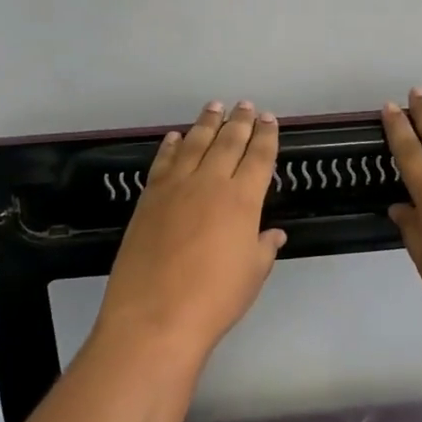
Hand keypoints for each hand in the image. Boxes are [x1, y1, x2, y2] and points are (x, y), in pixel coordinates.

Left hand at [95, 100, 285, 360]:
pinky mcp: (149, 198)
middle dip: (240, 121)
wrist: (155, 315)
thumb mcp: (251, 274)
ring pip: (195, 144)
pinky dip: (171, 146)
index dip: (267, 136)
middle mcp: (210, 183)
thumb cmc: (215, 299)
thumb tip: (273, 233)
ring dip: (206, 123)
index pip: (260, 157)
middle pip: (228, 142)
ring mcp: (175, 187)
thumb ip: (263, 248)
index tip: (270, 120)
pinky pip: (163, 162)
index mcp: (243, 200)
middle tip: (245, 105)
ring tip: (214, 106)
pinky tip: (176, 137)